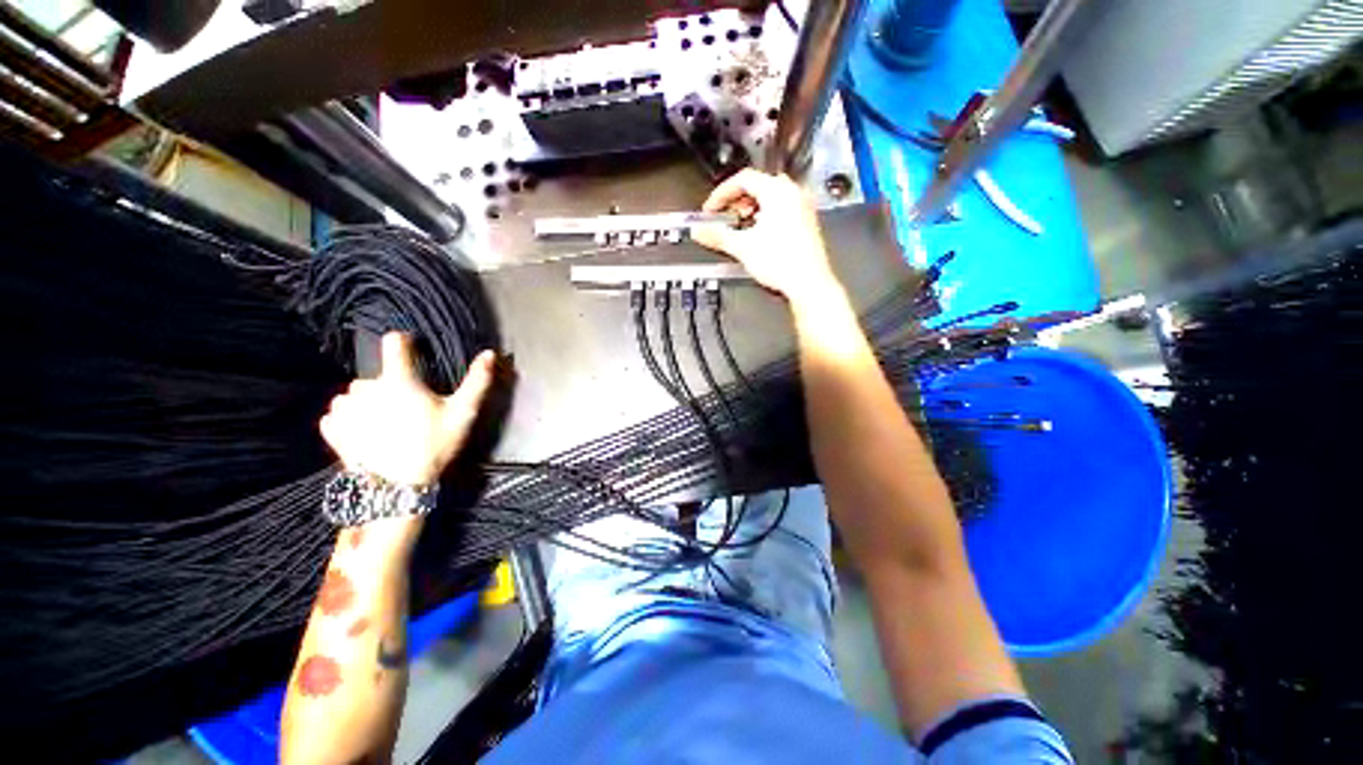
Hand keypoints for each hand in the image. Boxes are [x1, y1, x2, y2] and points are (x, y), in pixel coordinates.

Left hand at [320, 333, 495, 487]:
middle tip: (407, 409)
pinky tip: (364, 433)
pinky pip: (338, 414)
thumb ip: (478, 381)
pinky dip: (348, 419)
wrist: (397, 486)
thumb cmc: (434, 445)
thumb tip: (490, 353)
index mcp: (399, 380)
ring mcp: (345, 408)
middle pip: (376, 375)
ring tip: (385, 423)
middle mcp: (366, 388)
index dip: (403, 342)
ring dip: (367, 403)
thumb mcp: (463, 413)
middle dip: (390, 386)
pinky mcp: (332, 428)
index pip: (394, 343)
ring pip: (355, 395)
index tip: (410, 349)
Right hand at [692, 169, 839, 304]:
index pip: (743, 179)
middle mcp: (793, 194)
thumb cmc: (786, 264)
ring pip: (769, 197)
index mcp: (778, 192)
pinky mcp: (805, 222)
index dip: (721, 194)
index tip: (711, 208)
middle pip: (756, 186)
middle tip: (723, 218)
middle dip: (735, 202)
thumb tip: (701, 232)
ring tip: (740, 228)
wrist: (808, 283)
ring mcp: (802, 207)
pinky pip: (780, 209)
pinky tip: (757, 235)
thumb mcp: (743, 247)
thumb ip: (718, 236)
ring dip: (749, 209)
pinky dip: (764, 216)